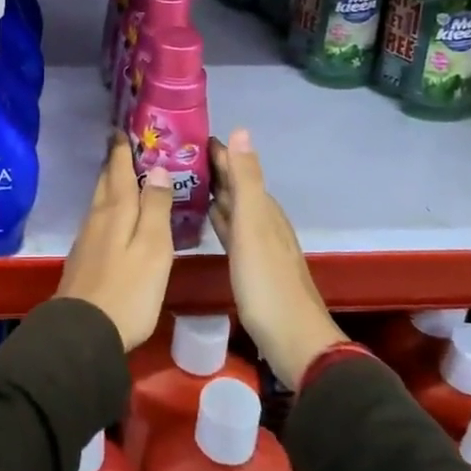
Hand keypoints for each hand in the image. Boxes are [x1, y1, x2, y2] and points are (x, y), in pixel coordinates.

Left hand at [55, 135, 174, 351]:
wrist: (84, 333)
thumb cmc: (128, 289)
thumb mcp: (152, 247)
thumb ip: (156, 207)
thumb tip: (157, 168)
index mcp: (116, 210)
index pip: (118, 169)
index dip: (121, 148)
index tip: (122, 127)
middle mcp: (98, 217)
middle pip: (105, 182)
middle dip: (114, 162)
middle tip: (124, 144)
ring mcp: (88, 239)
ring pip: (100, 200)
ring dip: (111, 183)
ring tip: (125, 175)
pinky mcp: (85, 258)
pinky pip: (99, 219)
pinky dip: (110, 207)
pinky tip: (117, 216)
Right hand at [208, 129, 345, 389]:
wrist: (293, 340)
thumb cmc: (267, 282)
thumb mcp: (253, 226)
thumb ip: (246, 180)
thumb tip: (240, 130)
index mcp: (264, 208)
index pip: (239, 169)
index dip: (218, 152)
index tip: (188, 136)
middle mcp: (263, 221)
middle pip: (236, 188)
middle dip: (213, 170)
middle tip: (177, 156)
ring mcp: (259, 245)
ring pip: (233, 209)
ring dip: (214, 194)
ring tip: (185, 181)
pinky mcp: (251, 267)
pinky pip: (231, 231)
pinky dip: (218, 219)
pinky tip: (206, 220)